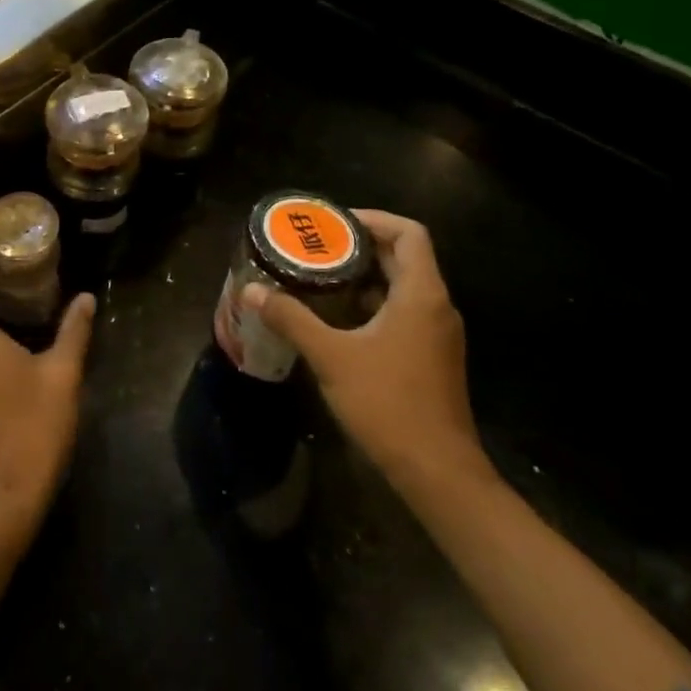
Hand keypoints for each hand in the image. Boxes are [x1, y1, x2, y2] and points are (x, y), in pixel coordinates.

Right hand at [244, 211, 488, 490]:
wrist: (437, 470)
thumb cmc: (387, 403)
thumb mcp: (331, 357)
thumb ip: (292, 319)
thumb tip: (253, 291)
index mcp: (421, 294)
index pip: (409, 233)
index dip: (373, 219)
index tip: (334, 225)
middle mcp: (436, 306)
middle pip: (404, 257)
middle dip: (360, 247)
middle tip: (316, 247)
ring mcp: (437, 333)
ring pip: (403, 286)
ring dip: (365, 277)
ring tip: (320, 277)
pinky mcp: (431, 357)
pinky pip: (403, 312)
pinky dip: (373, 304)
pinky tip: (338, 319)